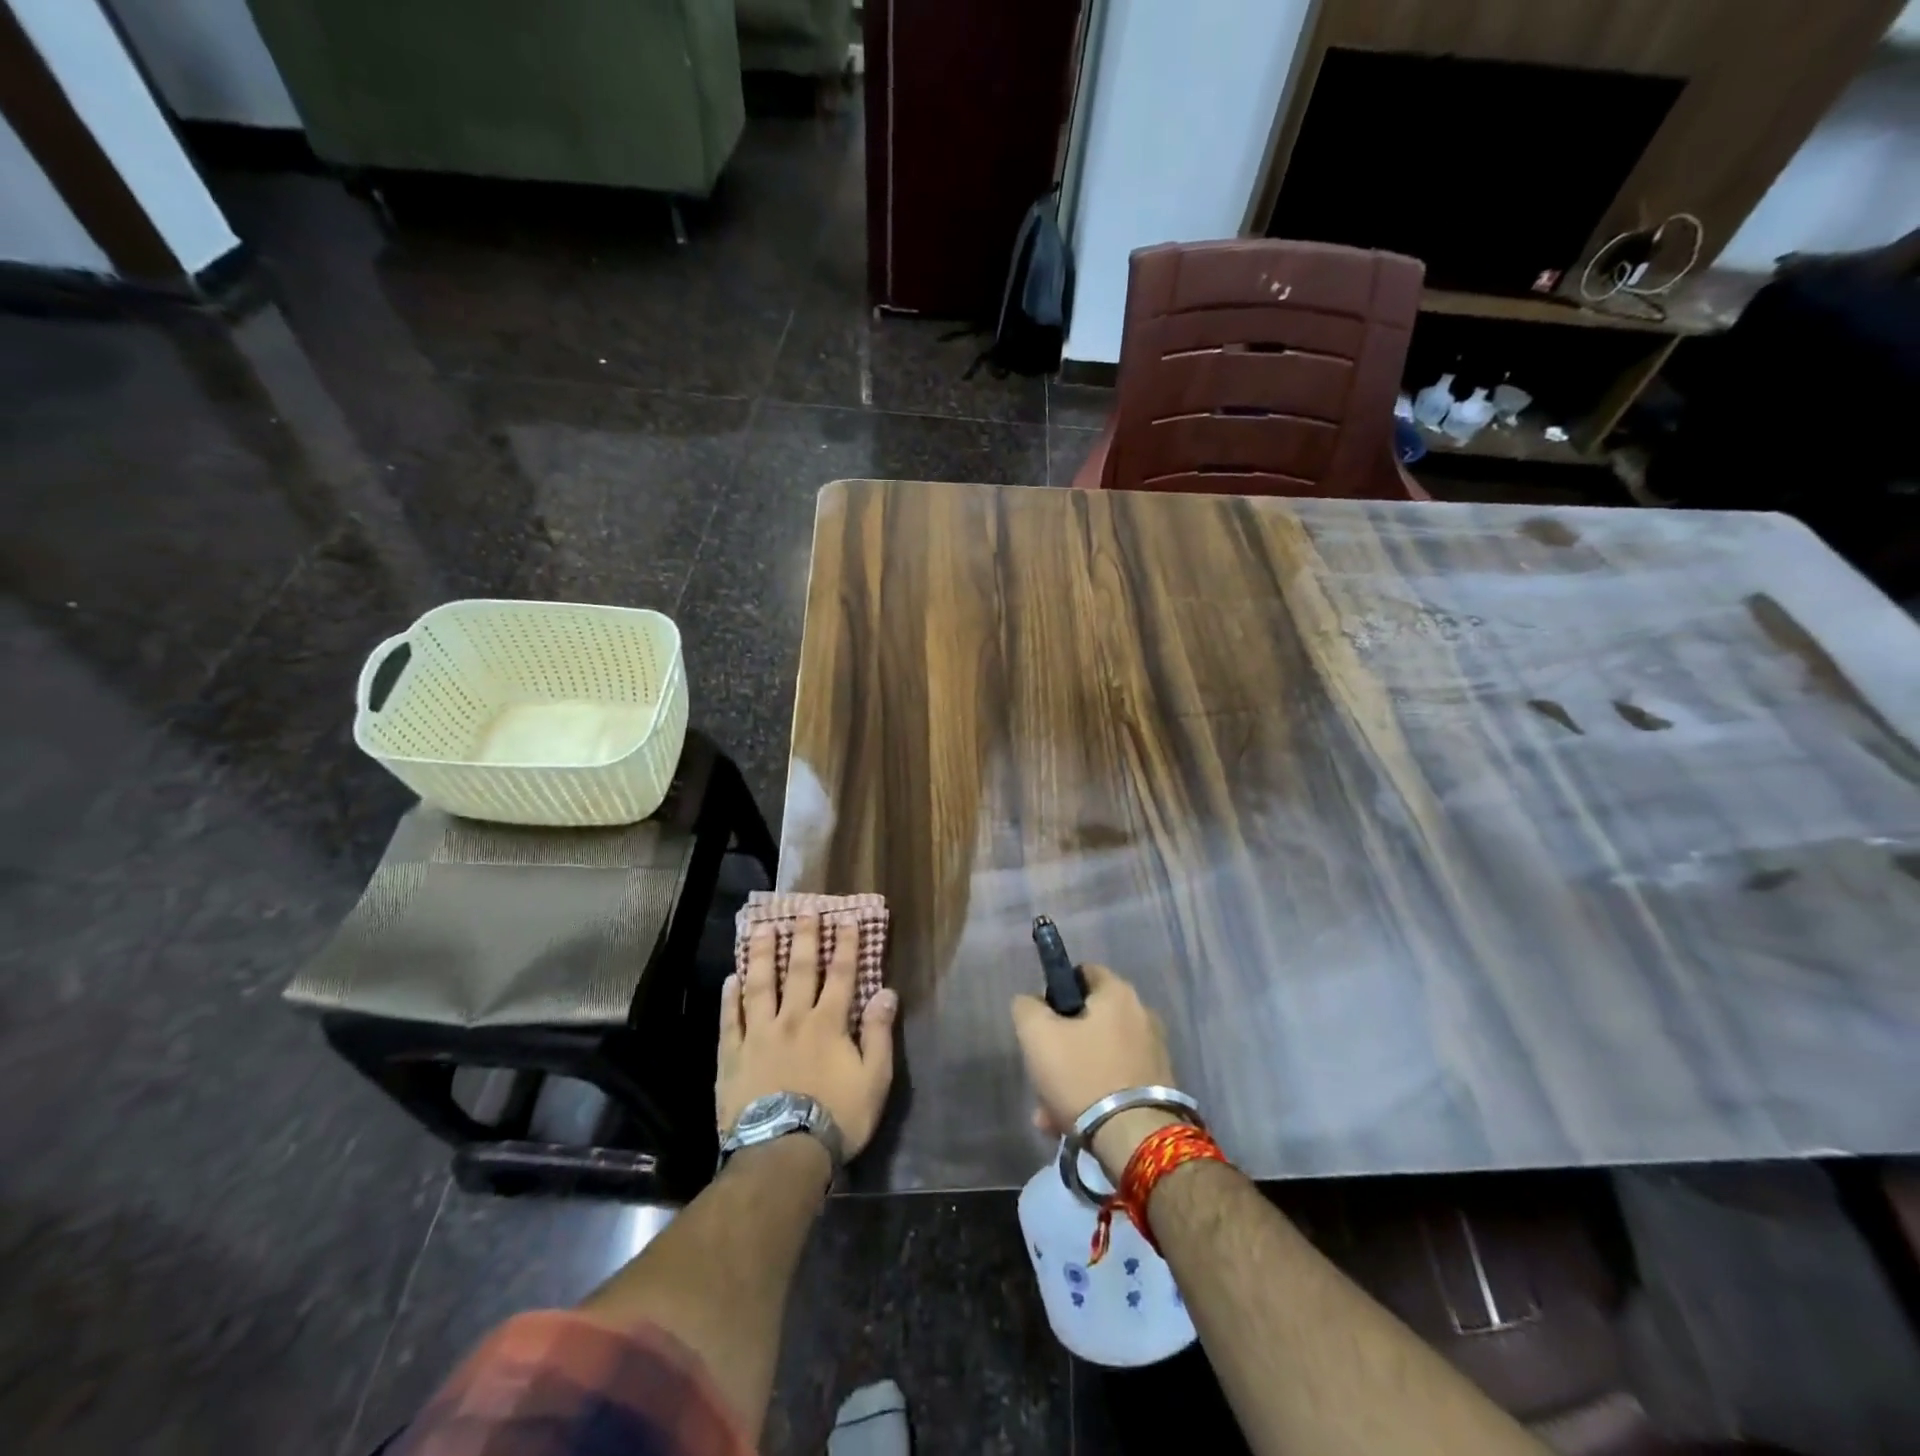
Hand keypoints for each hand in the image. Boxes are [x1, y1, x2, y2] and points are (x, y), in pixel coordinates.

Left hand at [718, 913, 898, 1160]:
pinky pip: (730, 1019)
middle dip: (803, 937)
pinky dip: (730, 998)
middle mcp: (792, 1018)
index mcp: (828, 1023)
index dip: (845, 944)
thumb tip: (886, 992)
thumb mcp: (874, 1080)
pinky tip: (730, 979)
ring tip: (761, 928)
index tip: (847, 917)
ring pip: (760, 985)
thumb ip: (879, 1034)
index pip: (841, 974)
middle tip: (803, 908)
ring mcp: (758, 1034)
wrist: (781, 1154)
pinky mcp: (732, 1055)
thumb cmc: (836, 1118)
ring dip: (761, 954)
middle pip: (799, 969)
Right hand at [1010, 964, 1182, 1177]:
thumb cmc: (1082, 1075)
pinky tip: (1070, 1124)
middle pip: (1088, 1020)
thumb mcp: (1036, 1035)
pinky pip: (1115, 1081)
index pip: (1082, 972)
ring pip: (1098, 1056)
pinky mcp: (1159, 1087)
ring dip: (1072, 1077)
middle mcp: (1142, 1015)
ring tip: (1049, 1112)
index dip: (1056, 992)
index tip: (1041, 1021)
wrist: (1135, 1140)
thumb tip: (1032, 1003)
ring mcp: (1154, 1052)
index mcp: (1118, 993)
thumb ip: (1026, 1007)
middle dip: (1061, 1046)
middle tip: (1041, 1072)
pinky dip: (1093, 1096)